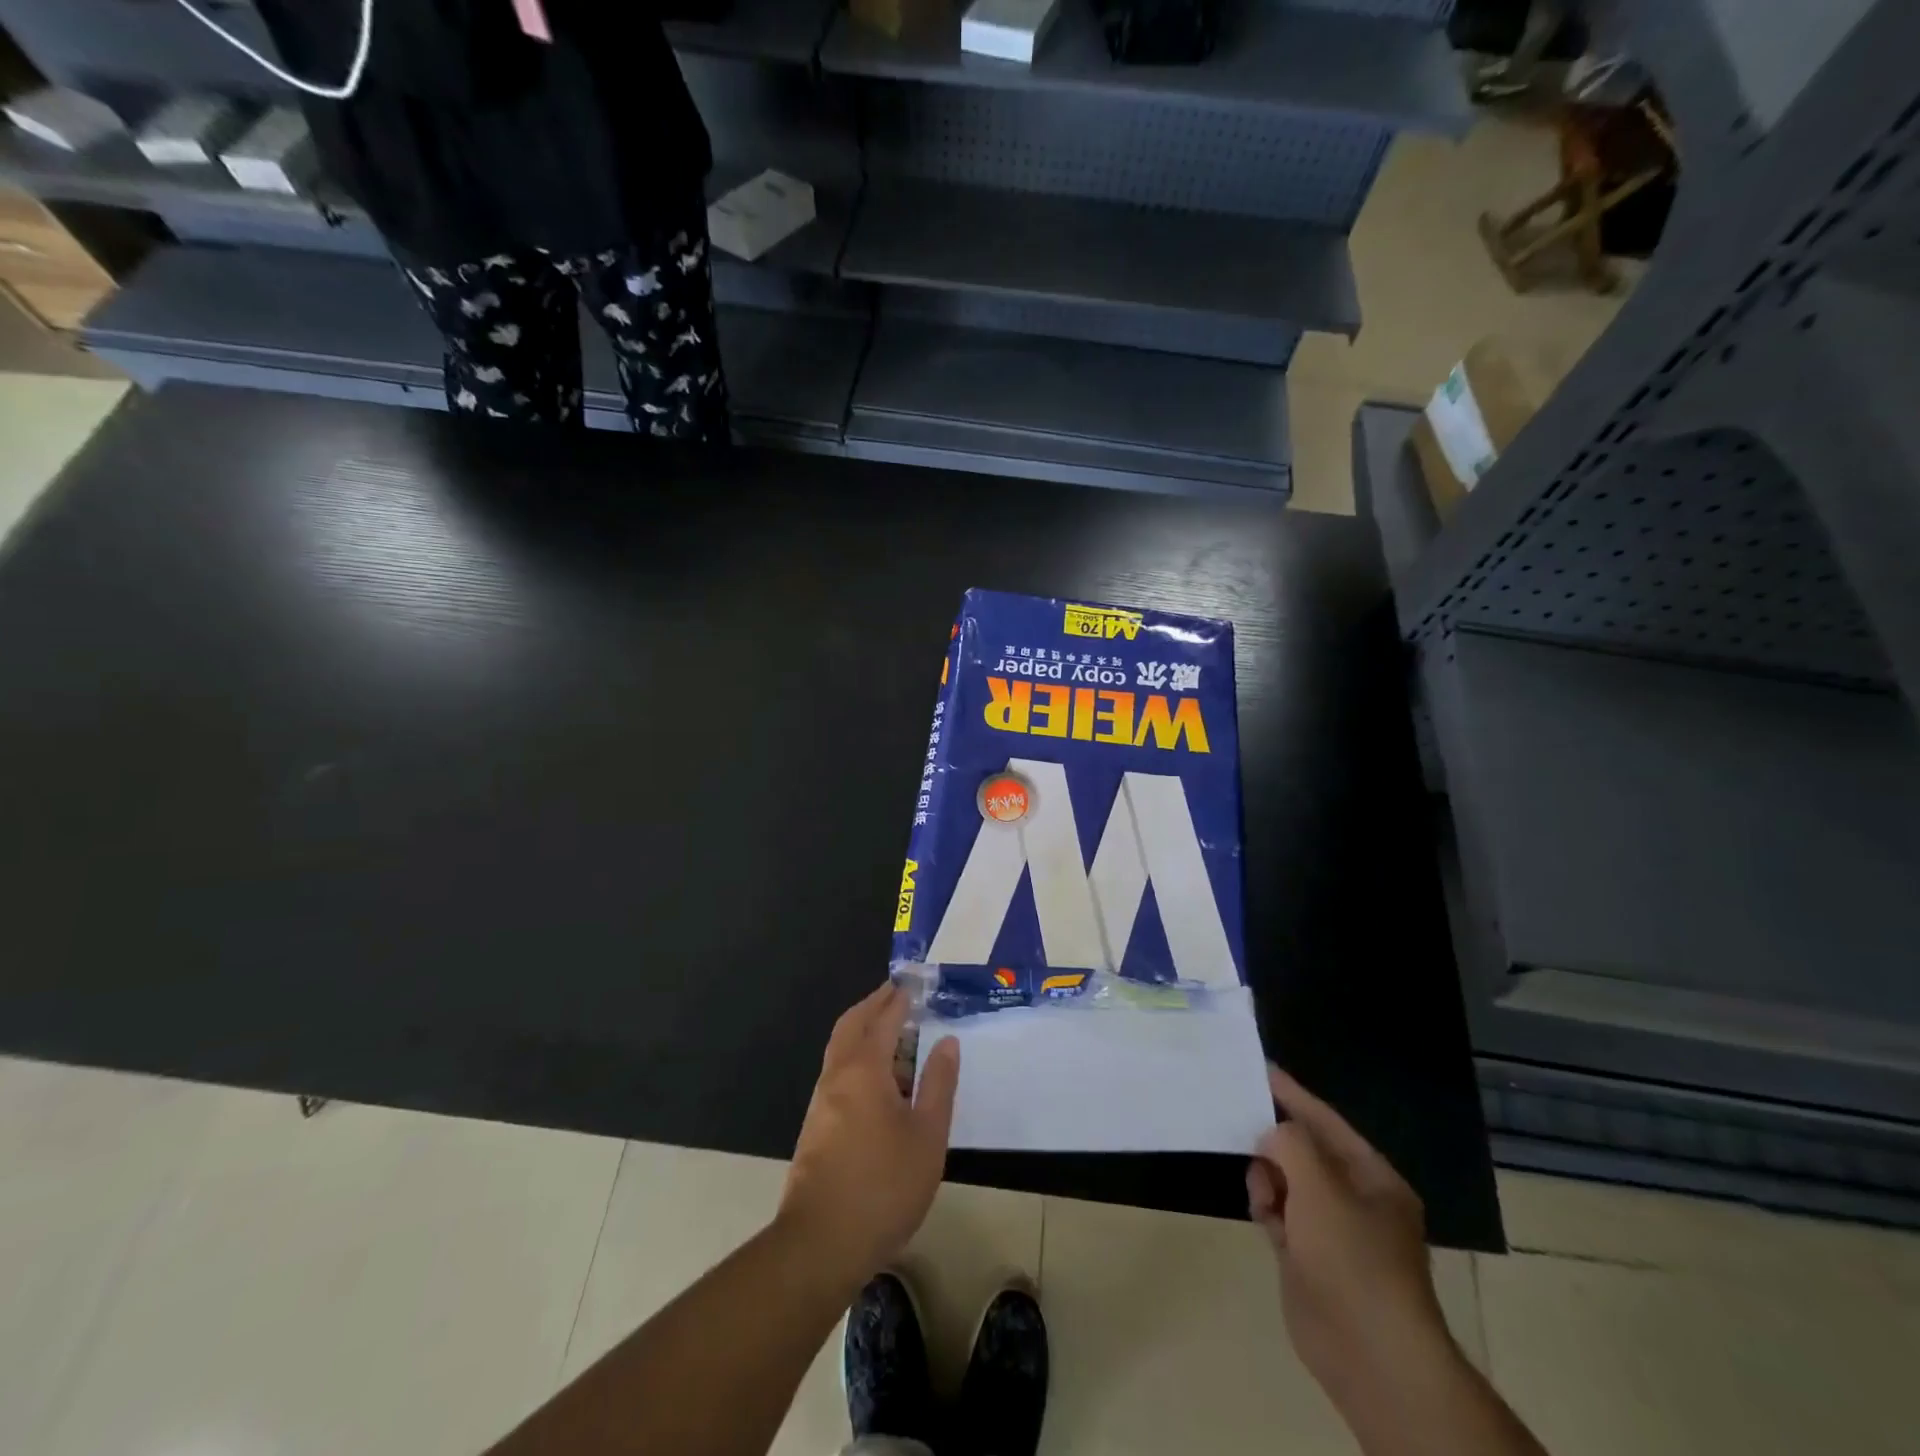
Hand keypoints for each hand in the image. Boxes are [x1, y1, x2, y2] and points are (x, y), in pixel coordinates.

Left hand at [777, 982, 960, 1283]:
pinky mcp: (816, 1125)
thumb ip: (938, 1084)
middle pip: (852, 1024)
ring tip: (896, 1033)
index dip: (899, 998)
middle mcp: (837, 1075)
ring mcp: (822, 1100)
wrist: (820, 1244)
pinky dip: (858, 1057)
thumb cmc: (883, 1186)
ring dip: (865, 1030)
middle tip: (899, 995)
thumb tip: (946, 1041)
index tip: (914, 982)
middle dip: (875, 1004)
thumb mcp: (927, 1136)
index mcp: (864, 1069)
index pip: (883, 1018)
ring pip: (841, 1048)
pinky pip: (839, 1071)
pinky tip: (879, 1080)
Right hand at [1247, 1063, 1451, 1405]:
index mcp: (1373, 1177)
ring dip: (1268, 1179)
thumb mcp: (1319, 1182)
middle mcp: (1355, 1199)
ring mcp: (1332, 1230)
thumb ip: (1290, 1142)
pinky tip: (1263, 1217)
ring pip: (1286, 1181)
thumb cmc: (1351, 1256)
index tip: (1259, 1069)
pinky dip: (1268, 1209)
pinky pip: (1280, 1213)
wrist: (1368, 1354)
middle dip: (1274, 1142)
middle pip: (1303, 1151)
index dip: (1292, 1094)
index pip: (1325, 1120)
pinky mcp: (1309, 1258)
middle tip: (1244, 1133)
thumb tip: (1271, 1135)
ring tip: (1264, 1196)